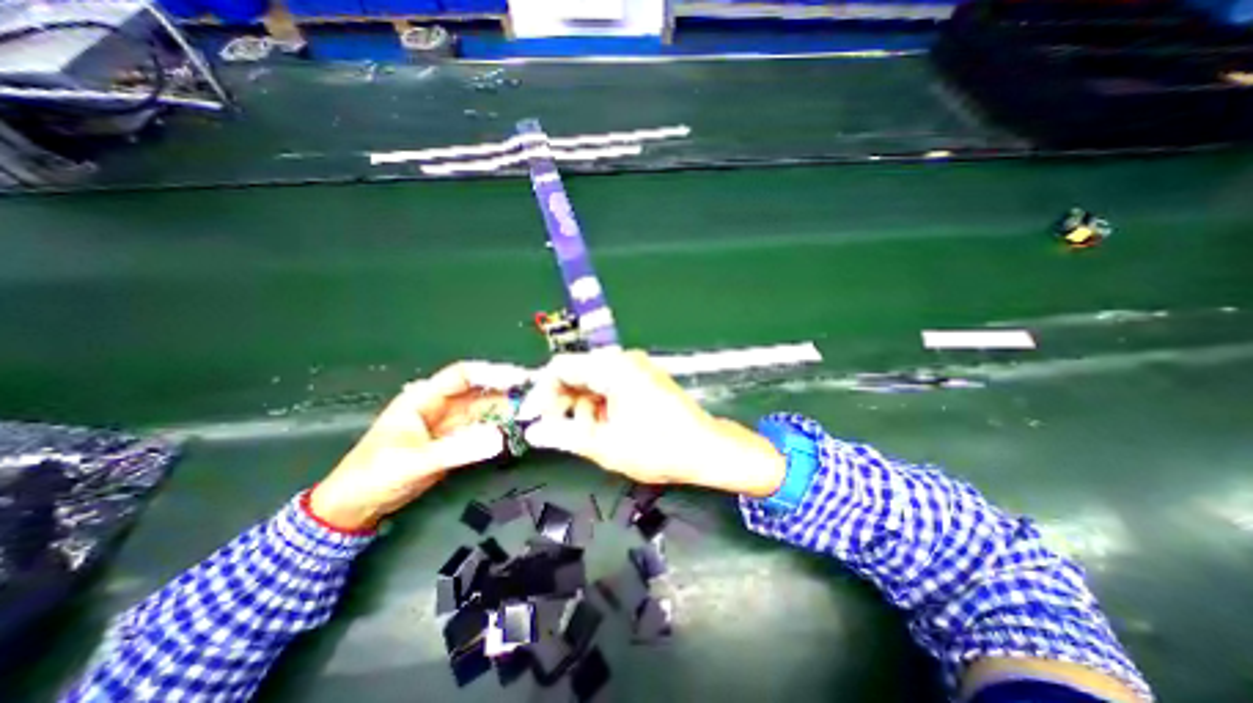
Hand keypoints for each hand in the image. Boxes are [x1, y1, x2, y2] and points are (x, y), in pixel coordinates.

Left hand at [310, 360, 529, 528]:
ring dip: (508, 412)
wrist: (354, 508)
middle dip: (507, 393)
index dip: (492, 373)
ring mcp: (450, 424)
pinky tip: (518, 431)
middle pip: (480, 392)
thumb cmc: (373, 476)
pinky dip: (500, 430)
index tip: (521, 378)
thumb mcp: (413, 462)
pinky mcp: (456, 441)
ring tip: (534, 415)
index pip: (463, 375)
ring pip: (485, 411)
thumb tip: (499, 438)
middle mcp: (441, 405)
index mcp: (424, 398)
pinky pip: (483, 430)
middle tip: (537, 398)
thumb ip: (457, 450)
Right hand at [520, 348, 780, 497]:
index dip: (541, 392)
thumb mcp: (605, 446)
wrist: (705, 448)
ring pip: (593, 381)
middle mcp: (622, 359)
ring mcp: (635, 367)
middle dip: (563, 402)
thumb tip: (534, 432)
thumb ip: (565, 436)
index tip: (531, 419)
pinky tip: (606, 427)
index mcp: (612, 367)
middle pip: (577, 373)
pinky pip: (610, 386)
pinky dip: (600, 406)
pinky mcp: (643, 378)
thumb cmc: (657, 448)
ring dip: (583, 407)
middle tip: (558, 432)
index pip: (561, 367)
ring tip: (589, 436)